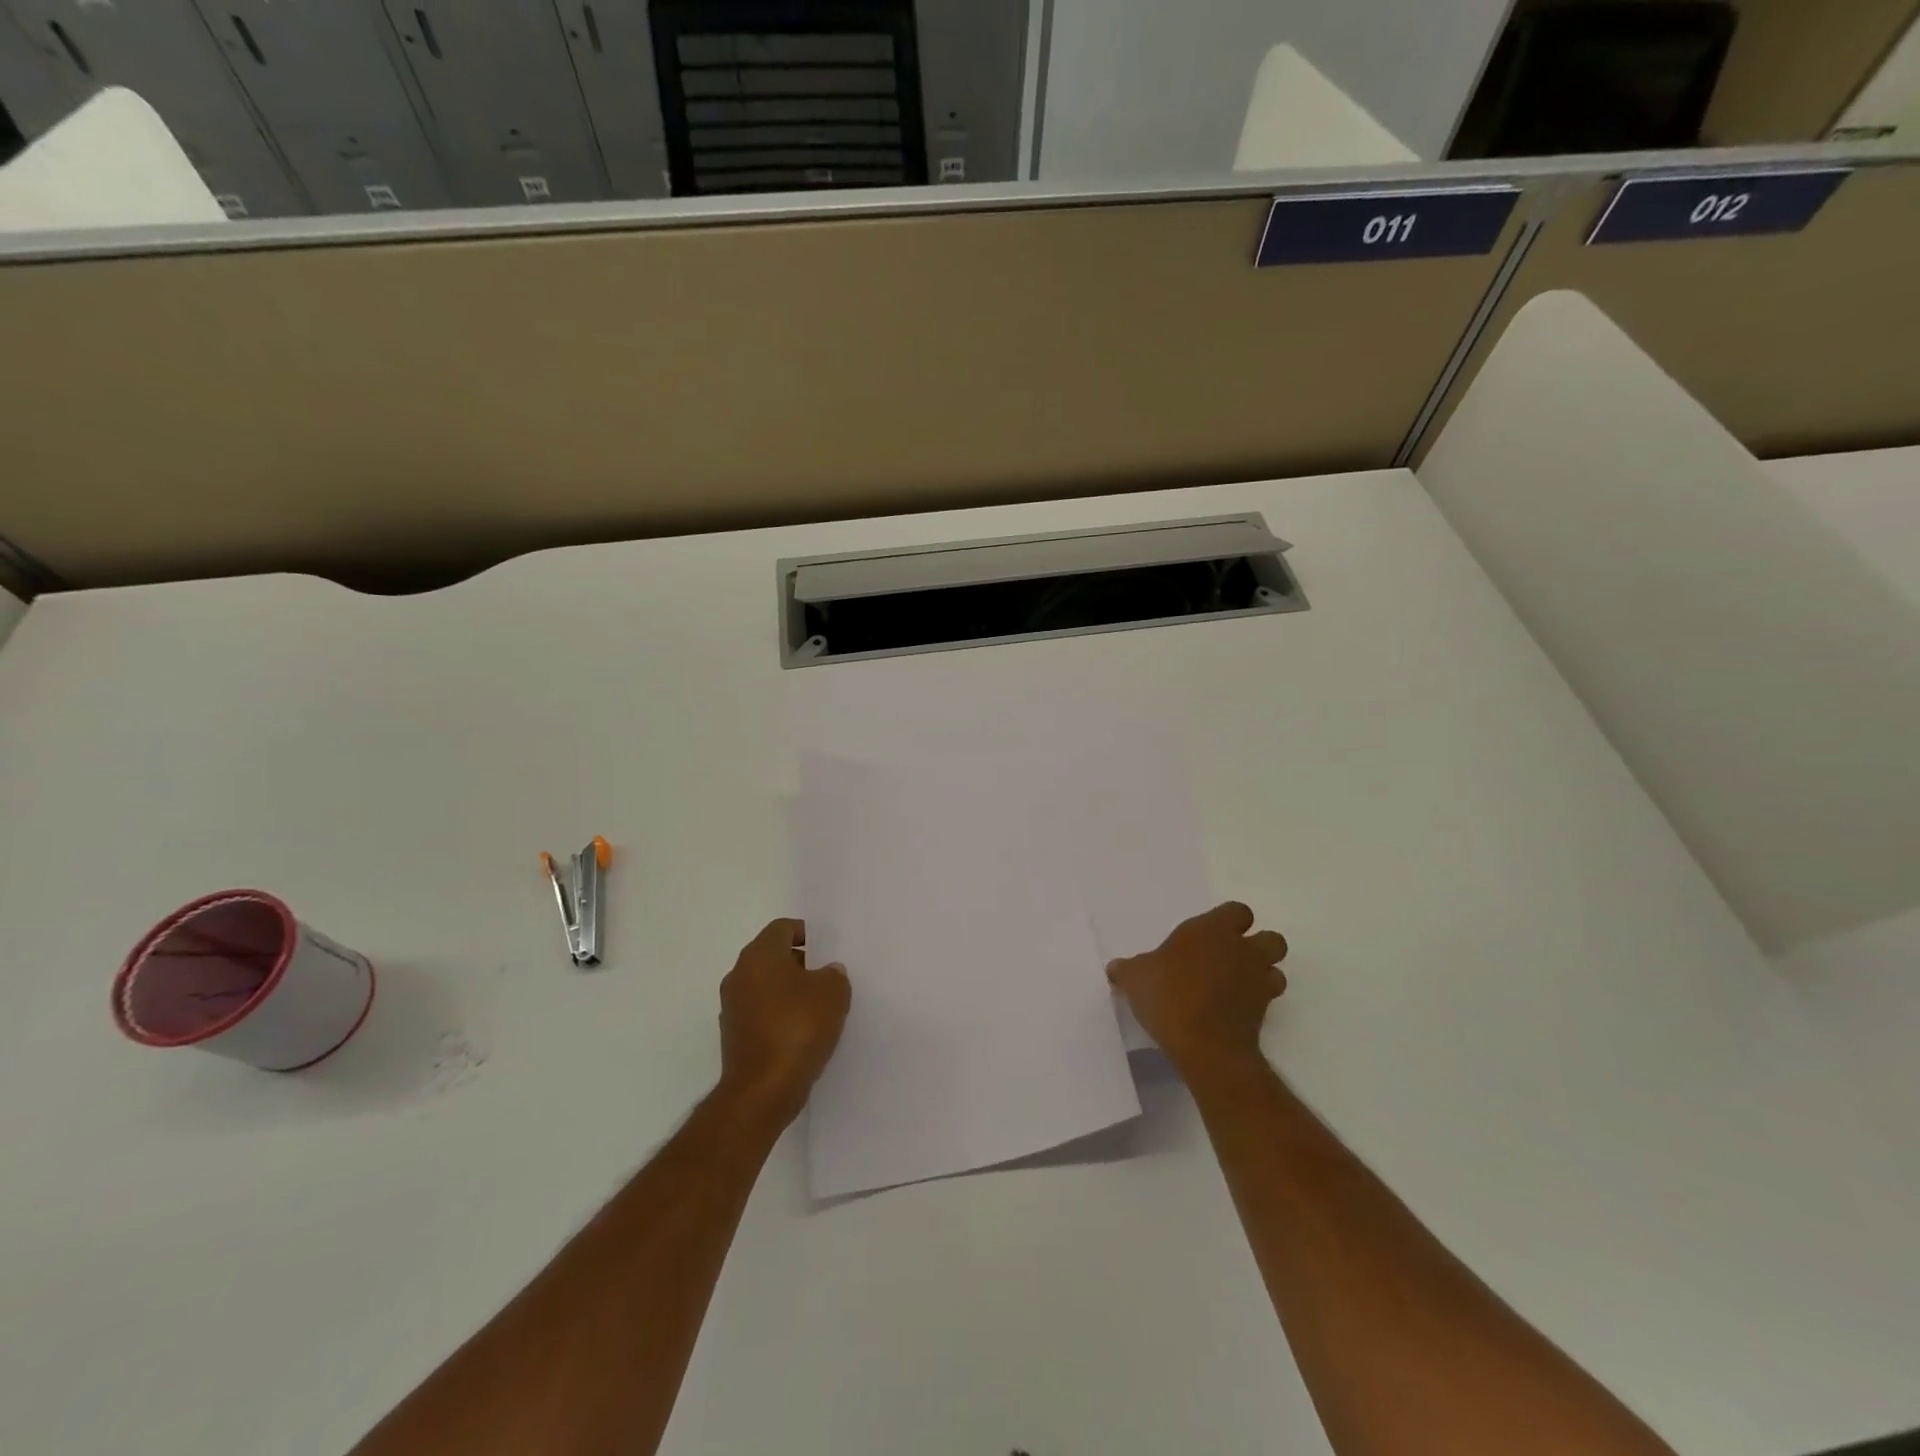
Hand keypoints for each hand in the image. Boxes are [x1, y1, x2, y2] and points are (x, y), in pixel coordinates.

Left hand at [717, 919, 851, 1128]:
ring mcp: (732, 1007)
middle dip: (800, 963)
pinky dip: (779, 1016)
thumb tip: (826, 973)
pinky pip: (761, 1013)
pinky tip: (802, 1033)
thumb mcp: (833, 993)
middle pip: (772, 956)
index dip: (807, 933)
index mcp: (759, 955)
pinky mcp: (733, 1035)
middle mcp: (739, 975)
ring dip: (789, 992)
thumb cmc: (798, 1028)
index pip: (782, 928)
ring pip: (766, 986)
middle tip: (827, 978)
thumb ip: (834, 974)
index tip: (828, 949)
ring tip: (819, 1008)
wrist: (762, 1090)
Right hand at [1107, 902, 1288, 1074]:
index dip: (1229, 921)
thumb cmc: (1168, 995)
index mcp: (1212, 930)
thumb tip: (1115, 968)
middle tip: (1231, 959)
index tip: (1211, 935)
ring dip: (1262, 975)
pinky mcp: (1265, 1012)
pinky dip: (1257, 1002)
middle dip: (1258, 946)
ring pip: (1276, 969)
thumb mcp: (1135, 978)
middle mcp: (1242, 950)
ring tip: (1238, 986)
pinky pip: (1268, 1000)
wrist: (1204, 1044)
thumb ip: (1128, 969)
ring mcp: (1258, 981)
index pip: (1238, 911)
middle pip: (1271, 938)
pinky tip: (1235, 1011)